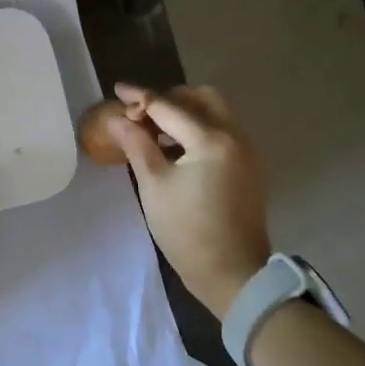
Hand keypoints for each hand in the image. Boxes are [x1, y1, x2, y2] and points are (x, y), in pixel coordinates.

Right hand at [109, 83, 269, 317]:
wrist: (233, 275)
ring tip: (155, 130)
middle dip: (170, 98)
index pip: (169, 107)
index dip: (140, 97)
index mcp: (211, 140)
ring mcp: (245, 152)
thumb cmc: (188, 231)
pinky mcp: (247, 168)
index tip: (117, 90)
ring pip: (215, 113)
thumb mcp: (154, 186)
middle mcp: (234, 137)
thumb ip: (137, 145)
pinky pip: (222, 132)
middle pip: (202, 98)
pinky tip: (176, 148)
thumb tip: (118, 118)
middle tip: (143, 111)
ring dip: (185, 112)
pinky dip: (198, 129)